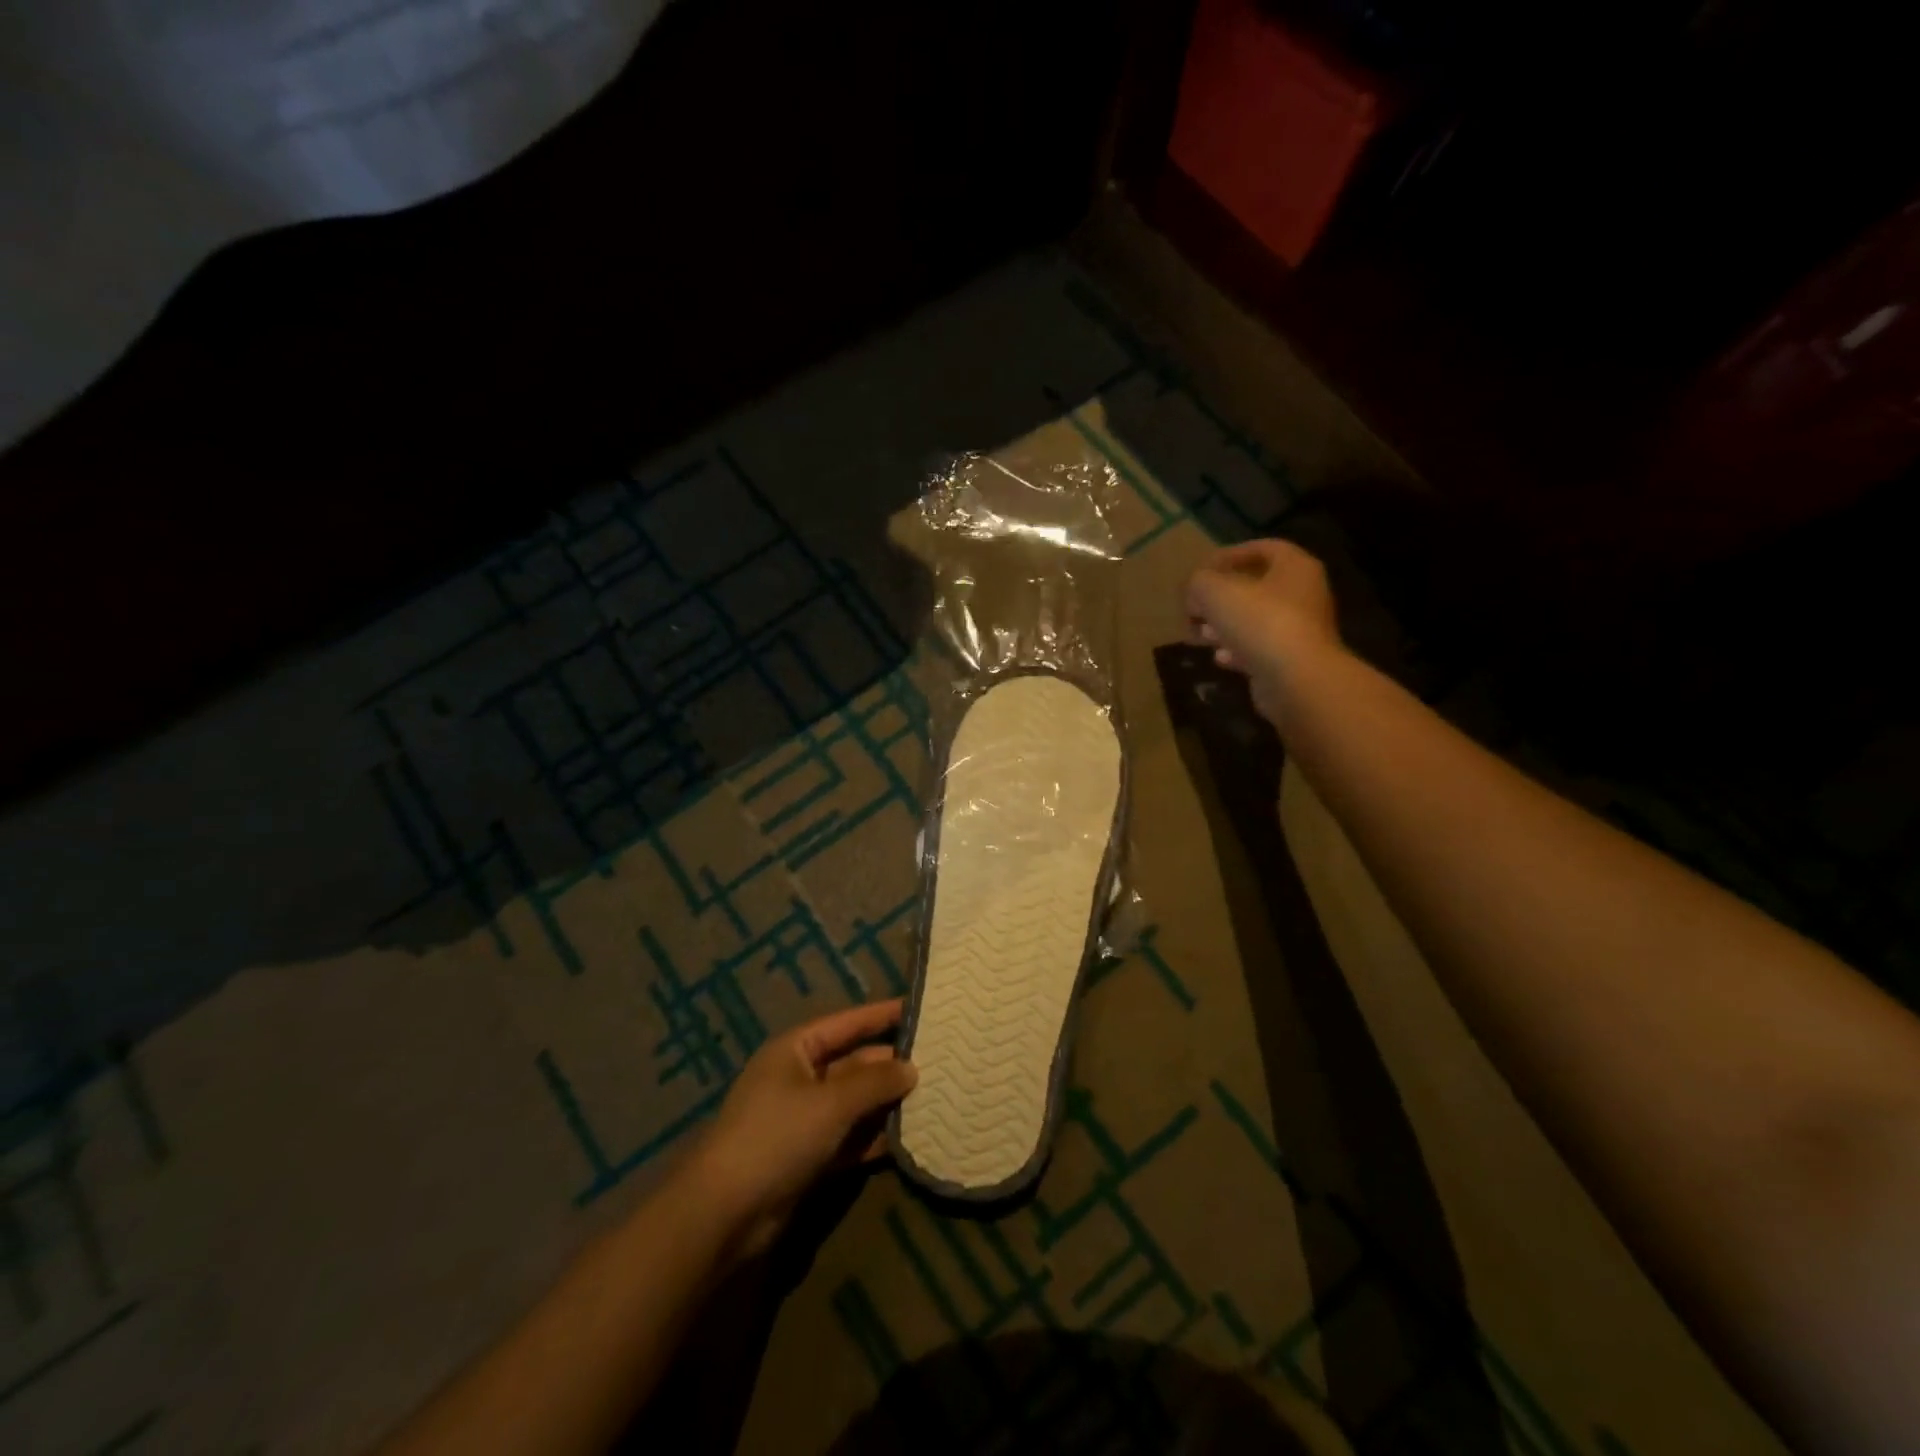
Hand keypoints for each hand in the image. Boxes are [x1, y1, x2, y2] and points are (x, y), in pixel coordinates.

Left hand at [678, 999, 915, 1258]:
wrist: (725, 1214)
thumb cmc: (776, 1136)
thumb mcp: (831, 1102)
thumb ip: (875, 1082)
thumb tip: (911, 1068)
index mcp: (796, 1049)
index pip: (847, 1022)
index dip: (882, 1014)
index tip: (920, 1008)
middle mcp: (800, 1077)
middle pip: (854, 1063)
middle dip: (891, 1065)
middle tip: (939, 1062)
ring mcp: (803, 1119)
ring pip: (854, 1103)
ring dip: (887, 1103)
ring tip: (934, 1098)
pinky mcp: (808, 1157)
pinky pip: (849, 1138)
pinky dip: (875, 1138)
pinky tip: (910, 1138)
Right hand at [1184, 539, 1341, 722]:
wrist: (1297, 680)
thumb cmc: (1259, 622)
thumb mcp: (1214, 591)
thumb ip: (1198, 582)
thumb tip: (1195, 590)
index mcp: (1295, 567)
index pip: (1263, 549)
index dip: (1229, 555)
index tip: (1201, 570)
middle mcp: (1304, 594)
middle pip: (1256, 588)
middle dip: (1219, 598)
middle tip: (1194, 608)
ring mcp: (1301, 630)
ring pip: (1255, 620)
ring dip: (1224, 626)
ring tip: (1200, 635)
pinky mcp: (1293, 661)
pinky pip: (1260, 649)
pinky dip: (1237, 651)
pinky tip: (1220, 659)